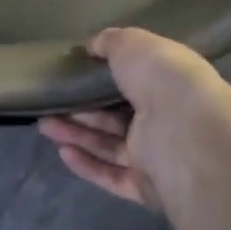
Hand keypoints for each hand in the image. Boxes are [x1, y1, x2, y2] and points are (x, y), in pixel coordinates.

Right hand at [39, 27, 226, 210]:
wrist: (185, 133)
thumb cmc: (162, 80)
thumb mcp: (133, 44)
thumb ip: (110, 42)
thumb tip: (92, 46)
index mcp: (169, 83)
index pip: (137, 80)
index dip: (106, 77)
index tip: (76, 72)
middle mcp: (166, 119)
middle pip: (118, 116)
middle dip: (83, 110)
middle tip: (52, 102)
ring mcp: (157, 156)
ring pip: (110, 146)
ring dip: (77, 135)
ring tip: (45, 124)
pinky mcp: (147, 187)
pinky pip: (112, 176)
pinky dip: (88, 165)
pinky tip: (63, 151)